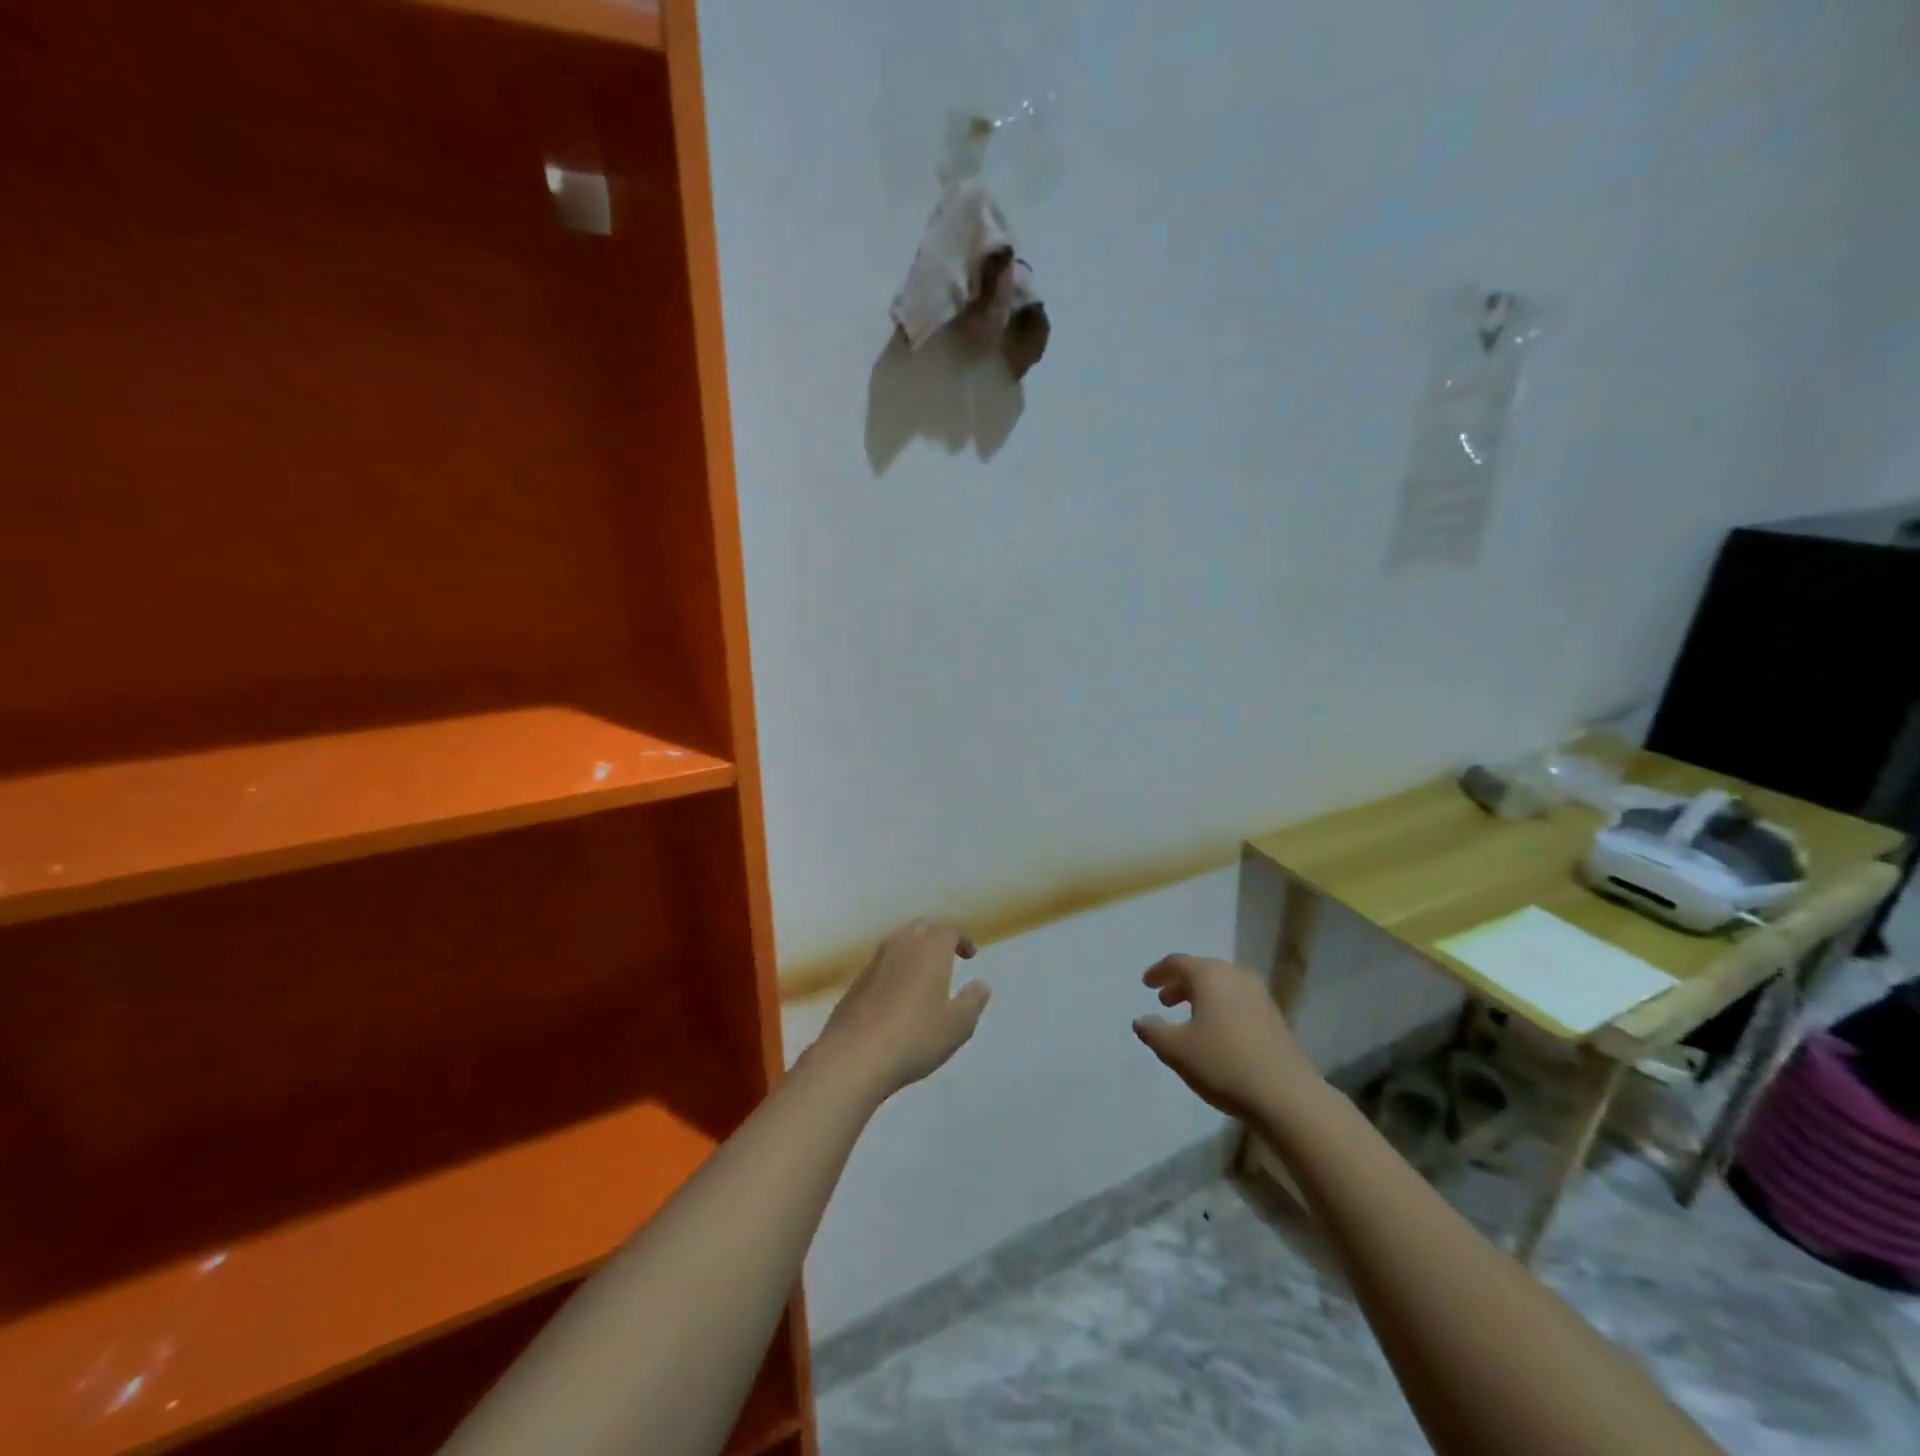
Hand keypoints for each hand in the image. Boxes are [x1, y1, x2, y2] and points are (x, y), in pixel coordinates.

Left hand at [811, 920, 989, 1099]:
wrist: (854, 1056)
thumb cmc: (915, 1037)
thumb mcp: (957, 1025)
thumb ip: (973, 1001)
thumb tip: (981, 984)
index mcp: (930, 950)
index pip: (949, 931)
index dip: (962, 940)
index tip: (970, 955)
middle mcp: (901, 946)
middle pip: (921, 929)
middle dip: (935, 938)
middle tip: (946, 958)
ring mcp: (874, 963)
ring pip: (897, 944)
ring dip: (912, 952)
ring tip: (922, 976)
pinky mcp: (855, 982)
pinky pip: (880, 965)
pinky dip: (893, 970)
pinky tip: (896, 997)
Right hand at [1133, 955, 1315, 1118]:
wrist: (1287, 1096)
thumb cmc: (1223, 1064)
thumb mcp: (1176, 1050)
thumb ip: (1153, 1032)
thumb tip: (1141, 1021)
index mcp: (1210, 976)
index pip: (1177, 962)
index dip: (1158, 971)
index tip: (1146, 984)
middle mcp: (1236, 976)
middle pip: (1202, 971)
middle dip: (1180, 984)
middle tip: (1164, 1001)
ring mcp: (1260, 996)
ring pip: (1222, 986)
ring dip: (1201, 997)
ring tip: (1189, 1018)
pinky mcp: (1275, 1018)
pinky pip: (1238, 1001)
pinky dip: (1221, 1008)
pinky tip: (1217, 1034)